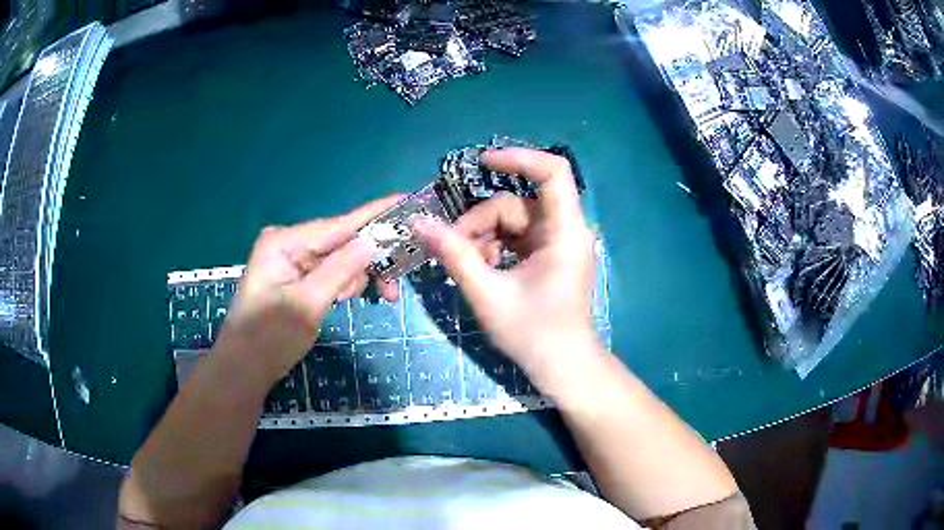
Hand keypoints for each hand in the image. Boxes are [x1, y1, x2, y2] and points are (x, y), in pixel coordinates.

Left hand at [216, 196, 401, 383]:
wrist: (245, 370)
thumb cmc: (268, 338)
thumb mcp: (306, 305)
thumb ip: (340, 270)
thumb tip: (373, 239)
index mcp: (285, 242)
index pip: (338, 225)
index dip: (374, 215)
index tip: (407, 201)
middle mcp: (290, 244)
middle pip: (342, 243)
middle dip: (368, 263)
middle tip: (392, 290)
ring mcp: (294, 262)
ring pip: (341, 261)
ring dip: (358, 279)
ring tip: (368, 301)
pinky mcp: (299, 280)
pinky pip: (332, 274)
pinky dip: (346, 286)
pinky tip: (346, 300)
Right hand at [412, 148, 600, 387]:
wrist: (562, 366)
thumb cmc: (533, 334)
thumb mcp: (487, 293)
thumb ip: (454, 254)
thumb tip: (420, 222)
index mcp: (564, 232)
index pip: (553, 172)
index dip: (519, 158)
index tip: (482, 162)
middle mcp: (565, 230)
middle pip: (517, 203)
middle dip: (481, 221)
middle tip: (452, 249)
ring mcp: (557, 243)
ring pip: (512, 221)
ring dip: (484, 238)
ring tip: (468, 268)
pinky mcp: (548, 255)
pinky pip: (515, 237)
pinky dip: (494, 248)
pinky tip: (482, 270)